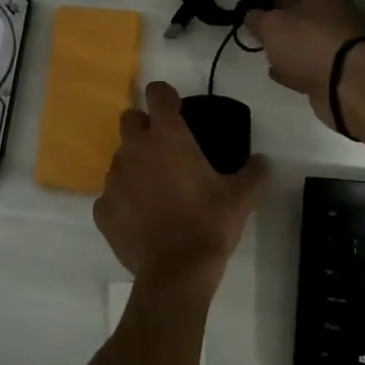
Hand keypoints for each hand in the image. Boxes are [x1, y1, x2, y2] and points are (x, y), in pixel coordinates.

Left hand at [94, 81, 267, 280]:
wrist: (176, 271)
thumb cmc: (209, 224)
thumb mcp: (242, 197)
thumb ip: (254, 172)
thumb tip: (263, 162)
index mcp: (167, 137)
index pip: (157, 93)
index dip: (165, 97)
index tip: (176, 109)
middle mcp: (135, 150)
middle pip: (129, 120)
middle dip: (143, 127)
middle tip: (164, 150)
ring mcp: (114, 179)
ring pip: (119, 159)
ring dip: (134, 166)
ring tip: (155, 191)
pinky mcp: (102, 208)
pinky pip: (110, 195)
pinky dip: (123, 201)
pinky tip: (141, 218)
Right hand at [244, 0, 364, 124]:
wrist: (349, 84)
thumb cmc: (309, 42)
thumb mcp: (272, 25)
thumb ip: (257, 18)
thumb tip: (252, 15)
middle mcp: (333, 10)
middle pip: (302, 2)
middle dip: (276, 4)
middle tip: (253, 10)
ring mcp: (337, 40)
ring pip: (305, 32)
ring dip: (283, 36)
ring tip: (259, 40)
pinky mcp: (336, 67)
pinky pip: (309, 59)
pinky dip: (292, 62)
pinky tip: (275, 69)